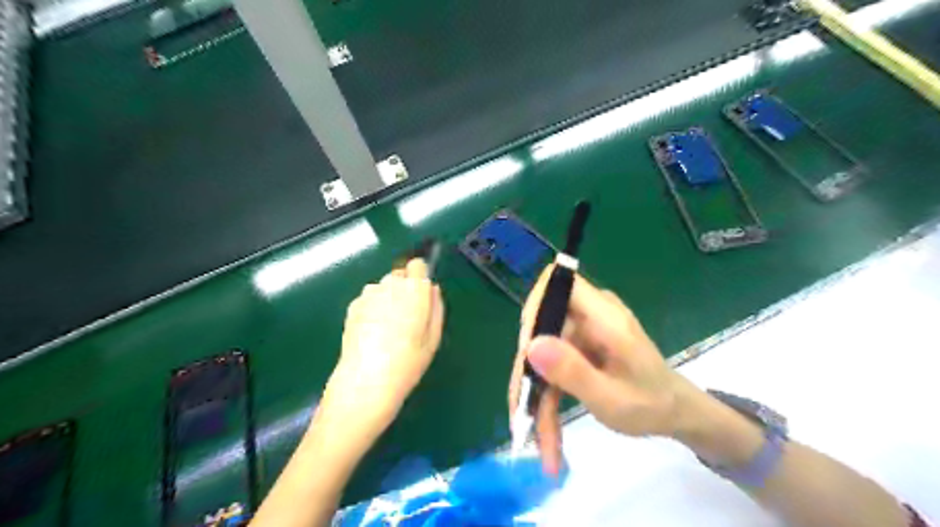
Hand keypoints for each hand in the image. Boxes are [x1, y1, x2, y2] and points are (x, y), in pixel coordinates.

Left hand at [319, 260, 444, 439]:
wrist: (366, 381)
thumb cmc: (408, 362)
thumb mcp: (433, 337)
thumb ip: (436, 307)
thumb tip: (432, 289)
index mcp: (414, 289)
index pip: (418, 265)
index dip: (420, 277)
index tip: (422, 295)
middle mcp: (389, 284)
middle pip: (400, 275)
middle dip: (404, 289)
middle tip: (407, 317)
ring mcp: (368, 294)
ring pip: (383, 287)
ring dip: (388, 298)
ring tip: (388, 328)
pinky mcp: (352, 306)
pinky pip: (368, 299)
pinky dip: (372, 308)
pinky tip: (372, 333)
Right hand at [511, 266, 699, 475]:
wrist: (674, 410)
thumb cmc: (651, 404)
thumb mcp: (611, 399)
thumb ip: (573, 371)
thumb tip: (530, 345)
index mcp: (605, 316)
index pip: (559, 281)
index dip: (536, 306)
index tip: (526, 348)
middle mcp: (591, 313)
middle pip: (543, 323)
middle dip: (529, 367)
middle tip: (523, 408)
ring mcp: (584, 327)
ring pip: (542, 346)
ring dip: (535, 386)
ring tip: (537, 430)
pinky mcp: (579, 342)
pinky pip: (551, 358)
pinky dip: (546, 388)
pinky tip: (546, 423)